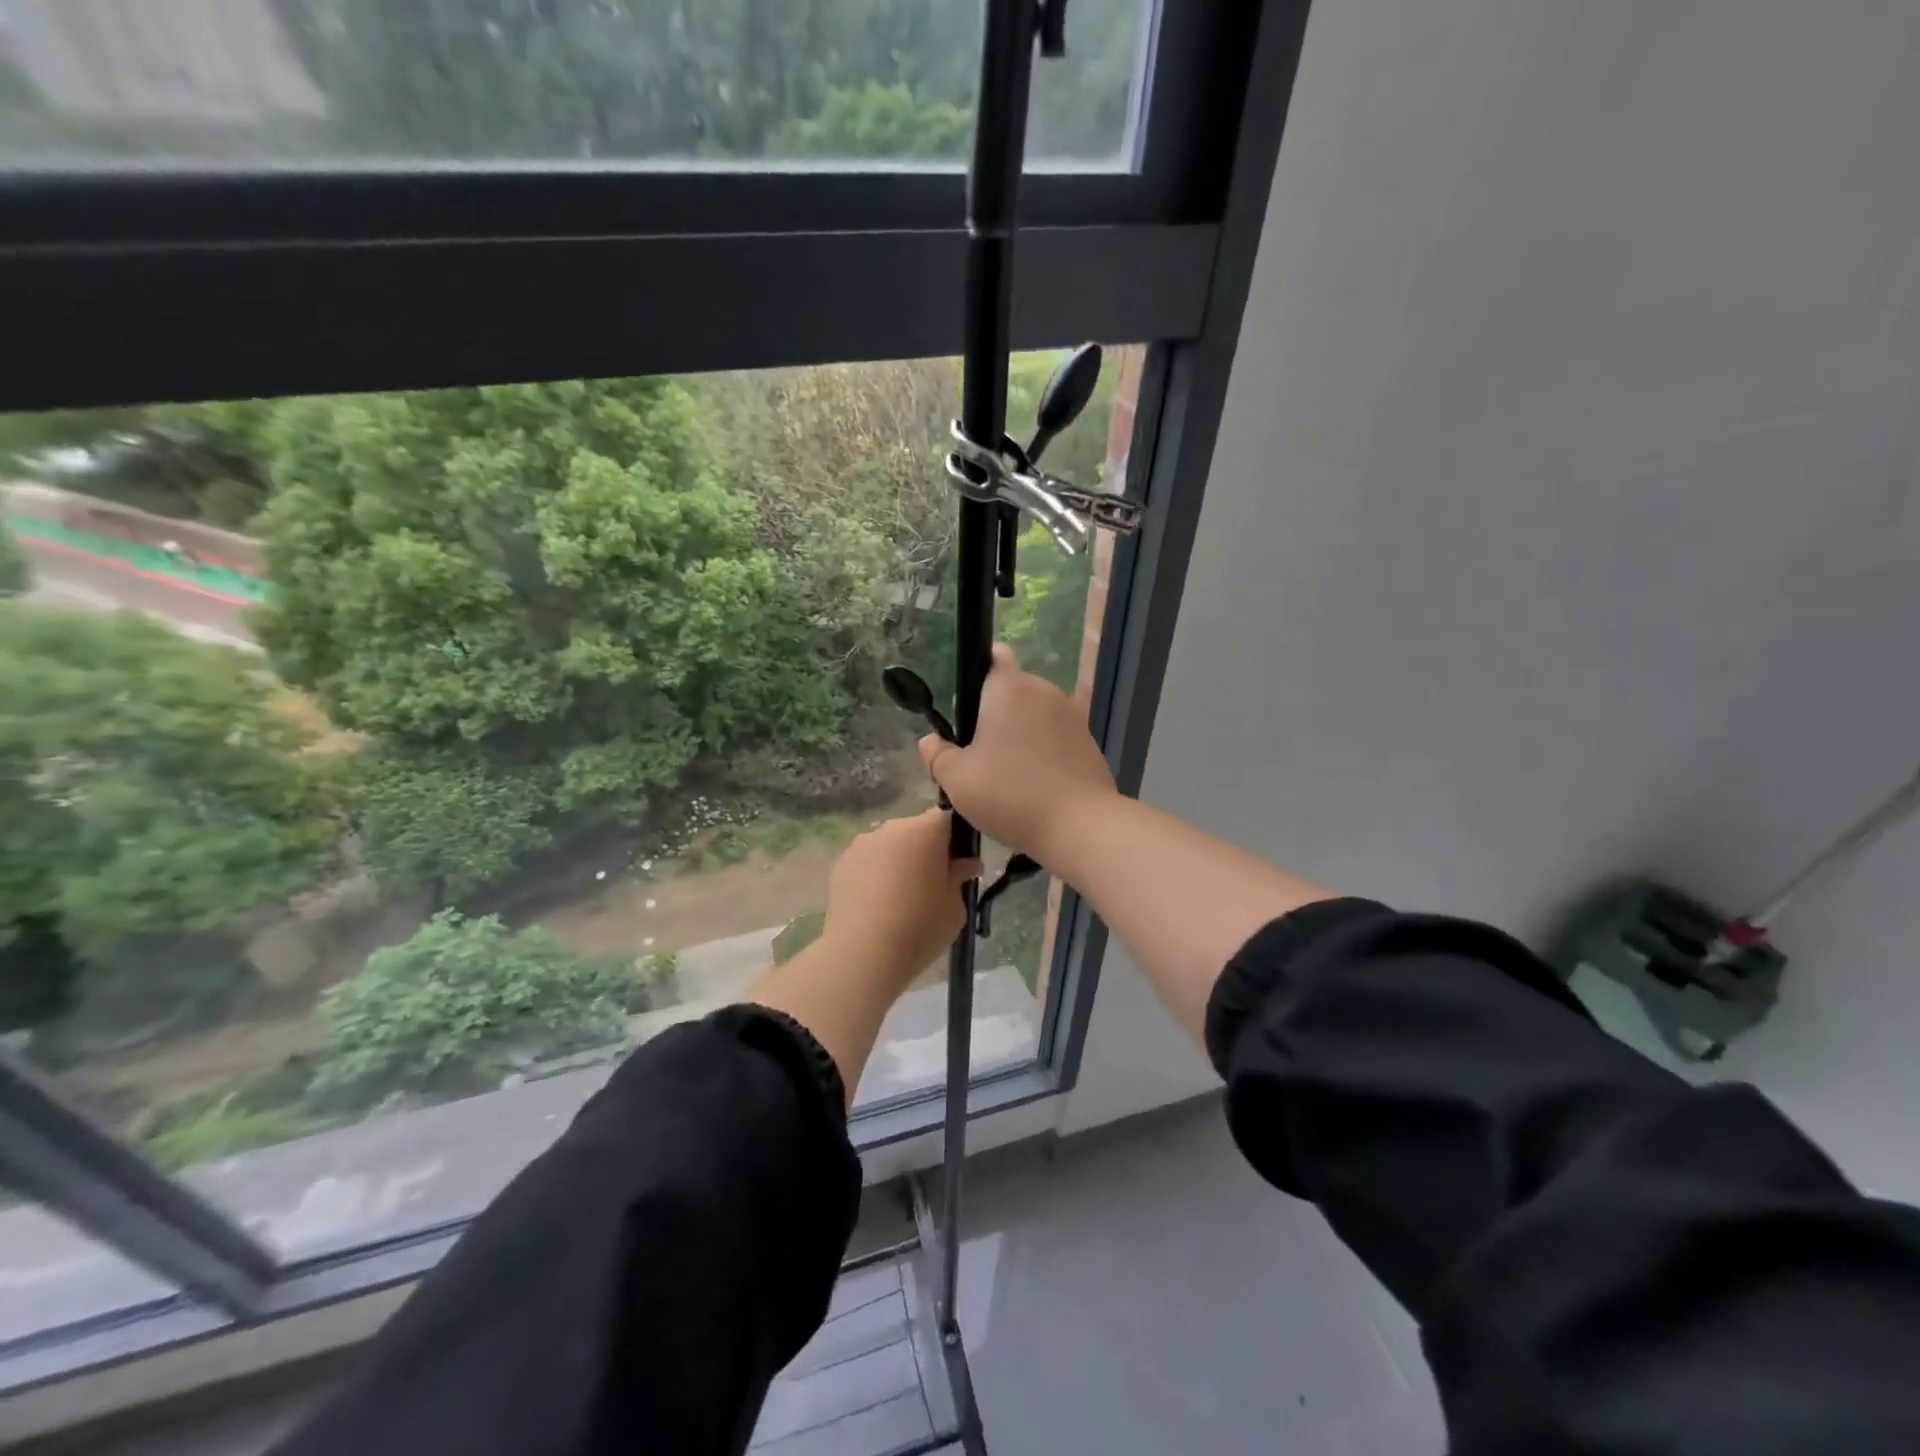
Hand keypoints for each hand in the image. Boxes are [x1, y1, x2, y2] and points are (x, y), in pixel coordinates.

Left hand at [822, 808, 979, 991]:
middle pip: (916, 830)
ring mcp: (862, 843)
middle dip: (925, 850)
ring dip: (898, 861)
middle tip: (932, 884)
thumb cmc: (920, 927)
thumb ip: (960, 878)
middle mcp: (892, 828)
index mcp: (926, 830)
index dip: (954, 839)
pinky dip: (875, 875)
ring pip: (889, 845)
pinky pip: (867, 862)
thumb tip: (966, 865)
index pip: (947, 818)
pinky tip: (877, 905)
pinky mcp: (841, 864)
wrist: (862, 954)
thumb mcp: (955, 907)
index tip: (957, 865)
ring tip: (900, 898)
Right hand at [916, 644, 1118, 863]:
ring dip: (1020, 734)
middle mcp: (1044, 691)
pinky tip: (1033, 786)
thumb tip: (929, 741)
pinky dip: (1043, 753)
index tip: (965, 704)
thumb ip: (937, 755)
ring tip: (1006, 774)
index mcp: (1009, 688)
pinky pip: (1056, 738)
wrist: (1080, 826)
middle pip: (1013, 690)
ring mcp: (1072, 716)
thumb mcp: (957, 780)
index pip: (994, 656)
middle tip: (976, 752)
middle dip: (995, 712)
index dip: (978, 670)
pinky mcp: (1089, 742)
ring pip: (1036, 716)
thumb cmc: (1011, 794)